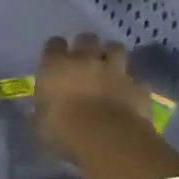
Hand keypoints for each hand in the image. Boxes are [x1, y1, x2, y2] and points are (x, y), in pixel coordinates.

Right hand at [34, 33, 153, 165]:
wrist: (107, 140)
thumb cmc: (64, 130)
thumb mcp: (41, 122)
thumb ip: (43, 107)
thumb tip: (44, 107)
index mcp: (56, 65)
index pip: (54, 44)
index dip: (56, 50)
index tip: (55, 59)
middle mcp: (86, 60)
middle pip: (87, 38)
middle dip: (86, 46)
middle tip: (85, 59)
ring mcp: (115, 71)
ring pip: (116, 48)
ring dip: (112, 55)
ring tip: (110, 67)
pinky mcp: (138, 86)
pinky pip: (135, 78)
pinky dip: (132, 83)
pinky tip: (129, 92)